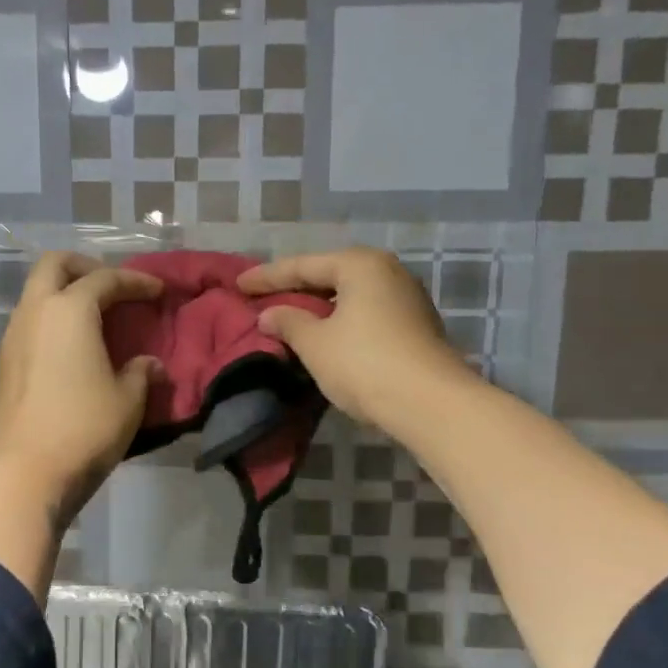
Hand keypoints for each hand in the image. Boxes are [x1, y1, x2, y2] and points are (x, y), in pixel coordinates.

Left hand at [0, 252, 162, 520]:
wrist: (23, 473)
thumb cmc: (84, 428)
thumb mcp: (127, 401)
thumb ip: (140, 374)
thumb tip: (148, 364)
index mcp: (69, 311)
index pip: (105, 279)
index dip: (135, 281)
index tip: (158, 291)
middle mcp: (35, 313)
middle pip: (54, 265)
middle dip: (85, 268)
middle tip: (112, 287)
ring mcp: (12, 338)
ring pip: (35, 294)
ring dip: (63, 295)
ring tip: (94, 320)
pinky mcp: (2, 365)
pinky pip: (28, 324)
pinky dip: (51, 322)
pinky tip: (70, 350)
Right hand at [237, 248, 465, 429]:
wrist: (430, 403)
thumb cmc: (364, 364)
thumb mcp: (315, 343)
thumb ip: (288, 322)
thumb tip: (269, 314)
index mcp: (360, 265)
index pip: (302, 266)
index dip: (267, 277)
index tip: (238, 284)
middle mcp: (387, 272)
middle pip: (329, 275)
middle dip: (294, 288)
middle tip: (261, 297)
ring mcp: (406, 298)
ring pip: (349, 295)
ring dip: (318, 307)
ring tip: (289, 316)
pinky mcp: (415, 326)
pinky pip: (365, 313)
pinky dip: (340, 320)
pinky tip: (323, 334)